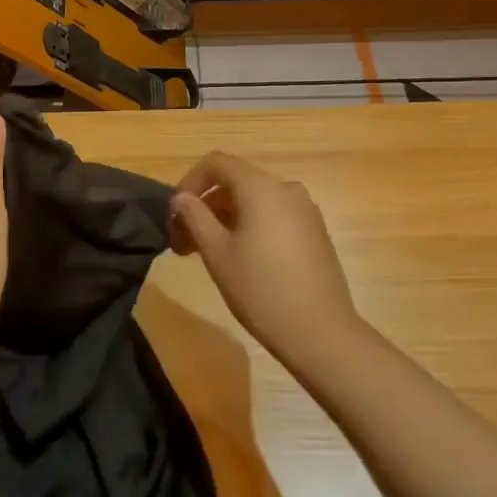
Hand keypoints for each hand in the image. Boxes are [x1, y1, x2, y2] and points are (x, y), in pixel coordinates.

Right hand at [171, 152, 362, 367]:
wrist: (321, 333)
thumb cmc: (261, 289)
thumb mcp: (217, 253)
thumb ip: (195, 217)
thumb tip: (182, 198)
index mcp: (261, 187)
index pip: (216, 163)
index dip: (190, 182)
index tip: (175, 214)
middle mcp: (286, 189)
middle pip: (235, 182)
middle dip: (206, 207)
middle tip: (183, 243)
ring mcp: (305, 211)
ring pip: (255, 201)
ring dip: (226, 219)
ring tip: (207, 254)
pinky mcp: (315, 233)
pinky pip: (274, 216)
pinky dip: (251, 227)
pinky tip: (241, 260)